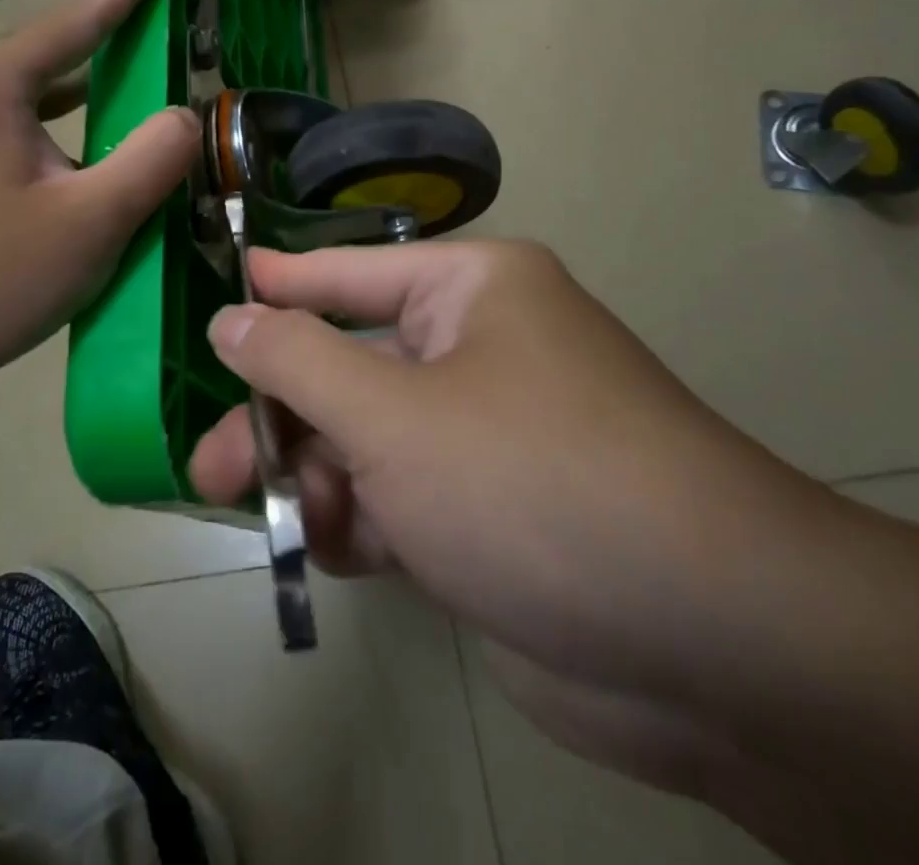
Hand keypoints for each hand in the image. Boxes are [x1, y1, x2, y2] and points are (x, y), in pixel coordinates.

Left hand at [0, 0, 199, 401]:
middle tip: (157, 53)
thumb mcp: (91, 223)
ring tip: (125, 118)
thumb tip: (183, 116)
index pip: (73, 23)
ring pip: (25, 104)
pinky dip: (47, 139)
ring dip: (78, 108)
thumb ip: (153, 159)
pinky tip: (69, 168)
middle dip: (106, 57)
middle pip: (48, 62)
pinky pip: (1, 133)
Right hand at [188, 240, 833, 701]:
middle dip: (282, 417)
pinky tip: (331, 550)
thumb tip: (231, 318)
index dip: (280, 285)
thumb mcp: (391, 414)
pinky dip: (363, 522)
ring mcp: (488, 436)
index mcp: (472, 292)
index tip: (217, 293)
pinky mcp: (493, 514)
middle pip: (351, 367)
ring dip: (318, 477)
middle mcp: (481, 350)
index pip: (350, 273)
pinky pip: (402, 498)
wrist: (709, 645)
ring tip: (268, 516)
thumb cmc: (530, 481)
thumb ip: (296, 363)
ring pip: (370, 440)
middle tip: (209, 464)